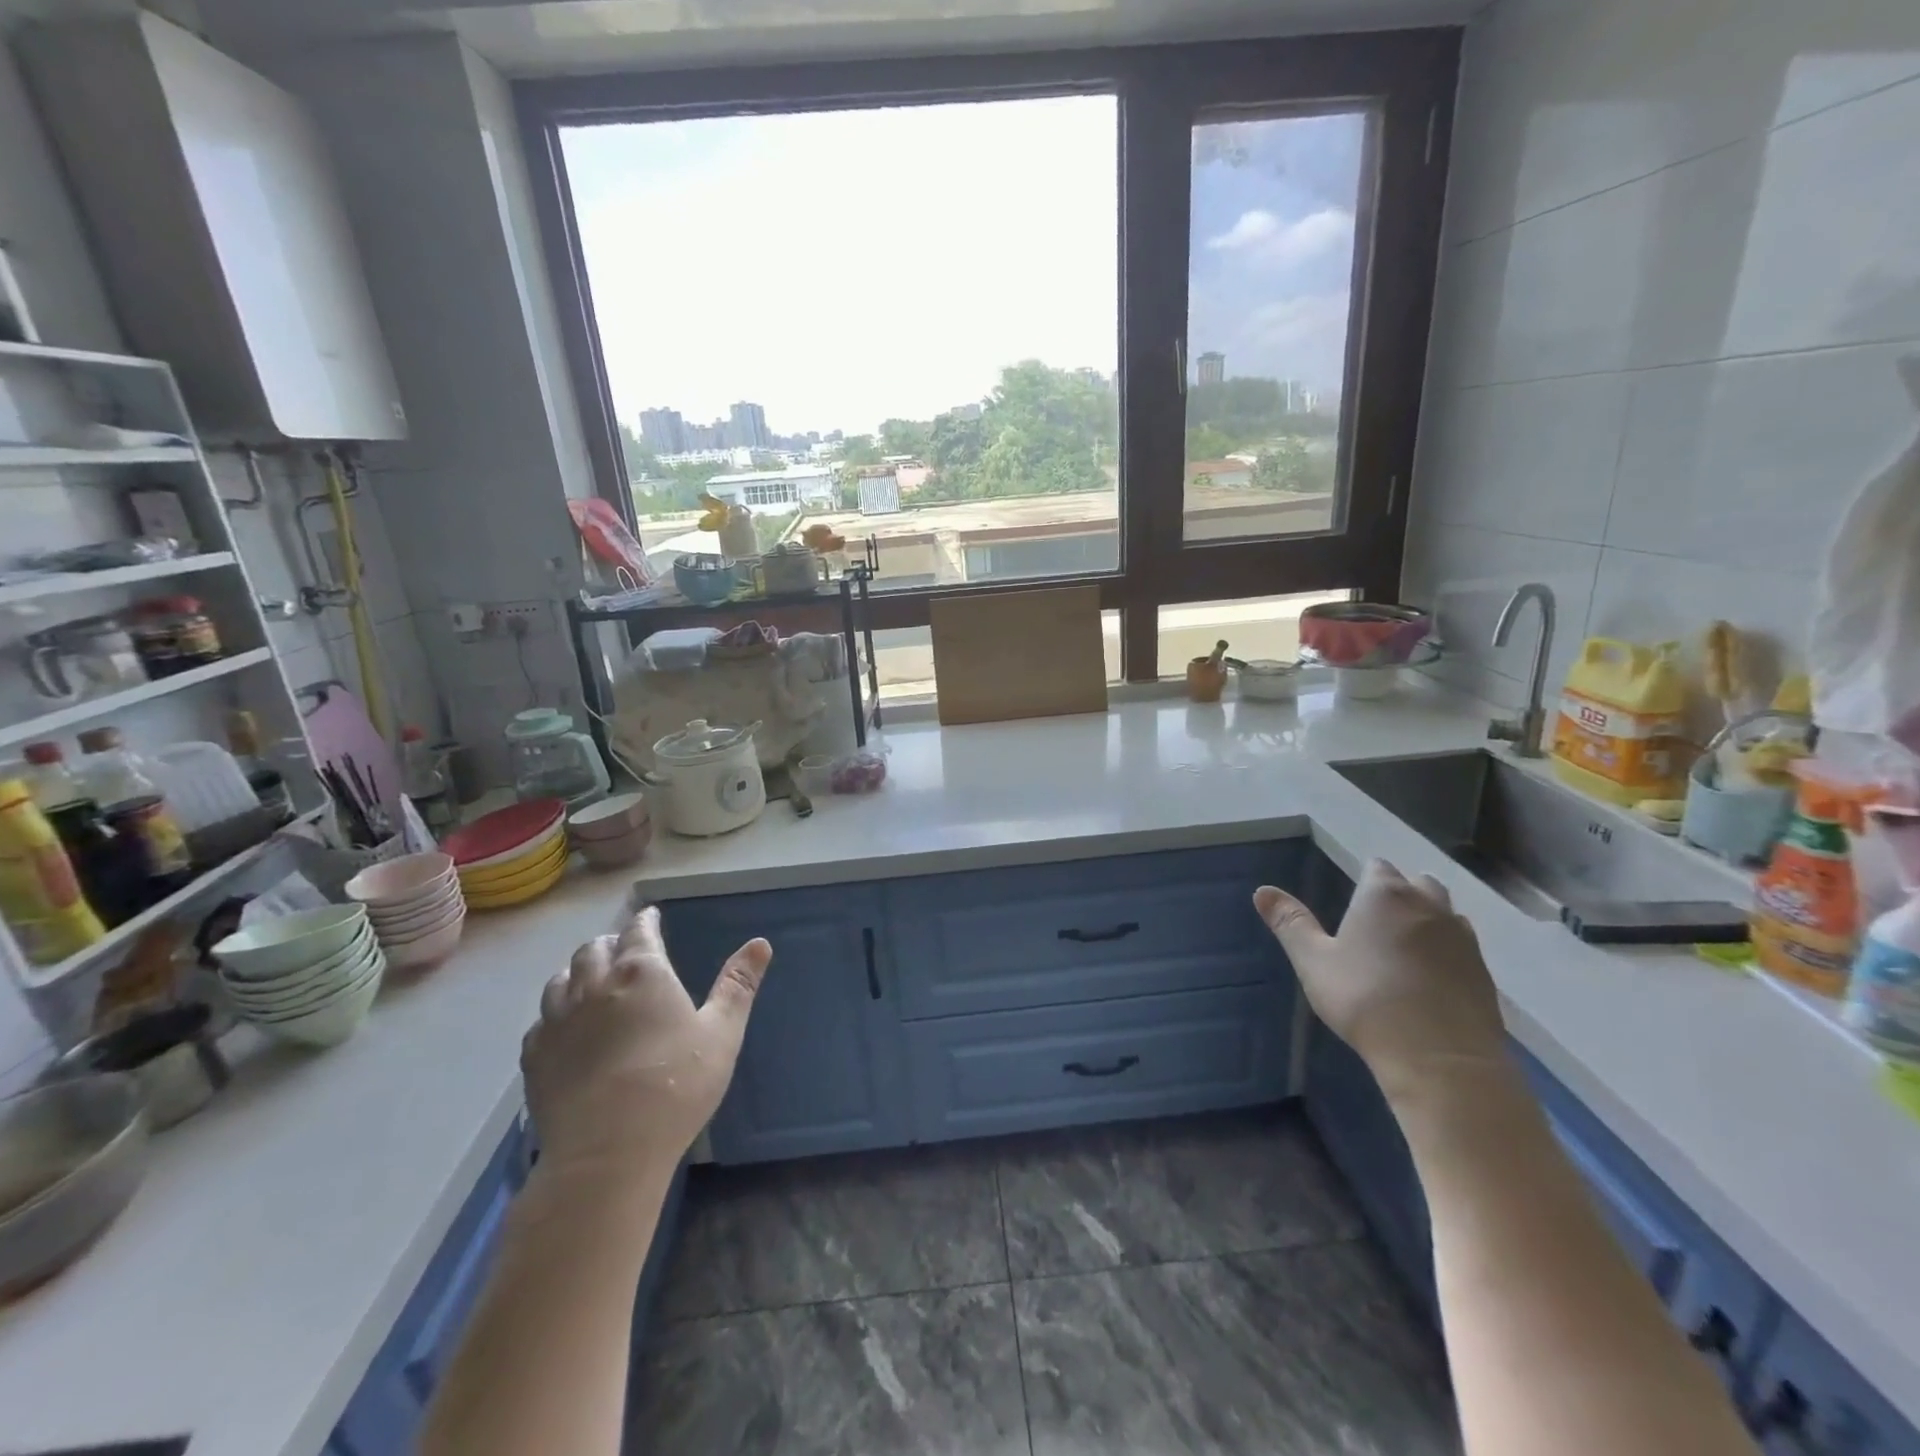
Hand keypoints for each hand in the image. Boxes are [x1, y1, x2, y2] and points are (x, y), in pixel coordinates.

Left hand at [520, 906, 770, 1193]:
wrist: (607, 1153)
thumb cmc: (676, 1086)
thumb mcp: (722, 1033)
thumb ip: (738, 985)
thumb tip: (760, 943)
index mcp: (642, 972)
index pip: (639, 931)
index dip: (646, 921)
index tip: (651, 917)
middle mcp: (594, 985)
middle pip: (594, 948)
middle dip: (611, 943)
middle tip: (625, 950)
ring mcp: (557, 1020)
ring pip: (561, 979)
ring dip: (579, 972)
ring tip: (592, 981)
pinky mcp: (534, 1056)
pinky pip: (541, 1020)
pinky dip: (556, 1013)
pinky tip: (566, 1028)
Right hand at [1254, 860, 1507, 1103]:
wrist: (1440, 1058)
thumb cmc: (1364, 999)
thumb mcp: (1313, 961)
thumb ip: (1290, 923)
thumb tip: (1261, 890)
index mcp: (1385, 895)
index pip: (1378, 868)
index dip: (1365, 878)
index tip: (1354, 898)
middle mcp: (1429, 906)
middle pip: (1419, 883)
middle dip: (1401, 892)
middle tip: (1377, 919)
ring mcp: (1463, 939)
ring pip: (1446, 913)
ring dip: (1428, 919)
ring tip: (1405, 945)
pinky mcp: (1484, 974)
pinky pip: (1463, 948)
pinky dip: (1447, 952)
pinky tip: (1431, 977)